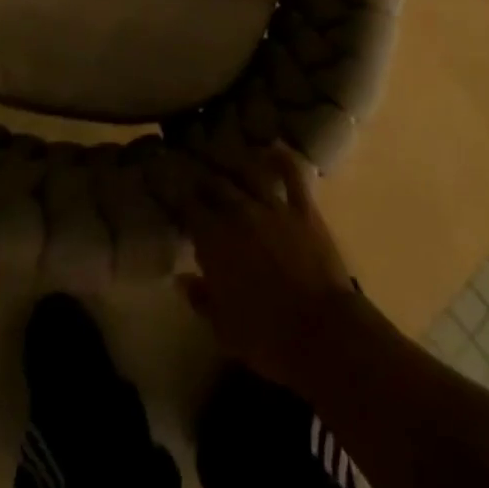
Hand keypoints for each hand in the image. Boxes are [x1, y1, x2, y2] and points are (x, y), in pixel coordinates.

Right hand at [179, 144, 364, 390]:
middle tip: (193, 168)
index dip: (175, 193)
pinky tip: (273, 149)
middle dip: (202, 176)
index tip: (166, 184)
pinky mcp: (303, 209)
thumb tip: (183, 279)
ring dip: (234, 162)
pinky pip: (292, 176)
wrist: (322, 334)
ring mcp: (274, 206)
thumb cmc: (266, 338)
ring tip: (224, 152)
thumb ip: (201, 298)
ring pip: (248, 172)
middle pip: (215, 184)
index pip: (187, 206)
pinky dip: (282, 160)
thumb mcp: (223, 328)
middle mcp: (240, 212)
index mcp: (215, 240)